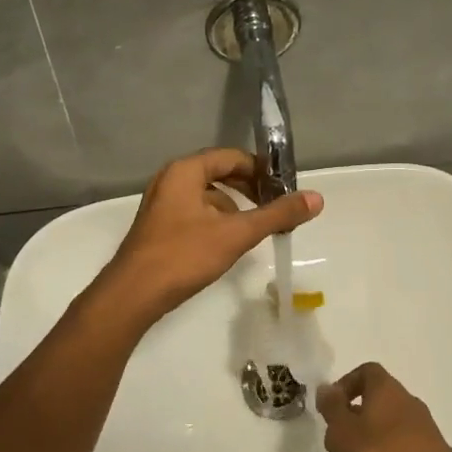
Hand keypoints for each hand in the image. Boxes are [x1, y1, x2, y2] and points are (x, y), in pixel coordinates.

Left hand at [97, 148, 322, 324]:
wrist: (134, 294)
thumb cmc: (184, 256)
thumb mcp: (236, 234)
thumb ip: (276, 215)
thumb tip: (317, 198)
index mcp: (185, 171)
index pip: (231, 157)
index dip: (260, 169)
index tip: (284, 187)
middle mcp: (170, 180)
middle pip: (218, 173)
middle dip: (248, 189)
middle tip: (274, 206)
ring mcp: (161, 204)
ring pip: (207, 196)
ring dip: (233, 207)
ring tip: (256, 227)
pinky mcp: (159, 227)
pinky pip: (195, 212)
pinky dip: (216, 220)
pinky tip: (228, 243)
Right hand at [317, 363, 451, 451]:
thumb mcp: (344, 432)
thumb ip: (332, 408)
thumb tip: (326, 388)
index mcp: (386, 389)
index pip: (366, 371)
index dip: (345, 384)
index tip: (331, 408)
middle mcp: (407, 400)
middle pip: (377, 397)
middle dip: (354, 415)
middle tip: (338, 440)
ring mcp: (423, 426)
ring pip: (388, 422)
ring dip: (369, 436)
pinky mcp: (431, 451)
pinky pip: (401, 442)